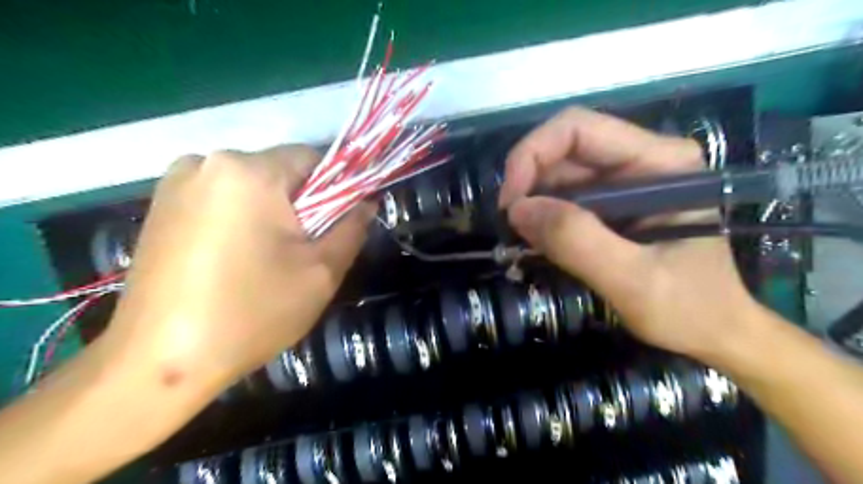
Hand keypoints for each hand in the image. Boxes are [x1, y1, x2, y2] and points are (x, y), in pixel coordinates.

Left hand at [101, 145, 369, 392]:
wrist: (160, 363)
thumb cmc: (252, 312)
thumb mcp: (321, 272)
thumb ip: (352, 227)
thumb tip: (366, 200)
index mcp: (249, 171)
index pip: (312, 158)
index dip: (336, 188)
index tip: (337, 224)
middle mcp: (207, 162)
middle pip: (279, 171)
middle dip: (301, 204)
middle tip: (304, 250)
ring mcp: (176, 182)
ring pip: (251, 185)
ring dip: (271, 212)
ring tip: (268, 258)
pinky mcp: (159, 205)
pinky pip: (221, 198)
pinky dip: (241, 218)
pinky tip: (236, 259)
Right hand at [499, 108, 760, 358]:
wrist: (715, 333)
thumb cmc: (691, 309)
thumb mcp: (634, 281)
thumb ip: (578, 242)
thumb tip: (518, 209)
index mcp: (660, 162)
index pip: (579, 129)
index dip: (533, 154)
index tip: (511, 202)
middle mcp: (640, 161)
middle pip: (564, 150)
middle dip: (528, 183)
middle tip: (511, 227)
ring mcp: (624, 183)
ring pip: (558, 175)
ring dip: (532, 203)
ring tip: (524, 241)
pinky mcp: (610, 206)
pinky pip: (563, 199)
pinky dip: (542, 218)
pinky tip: (538, 243)